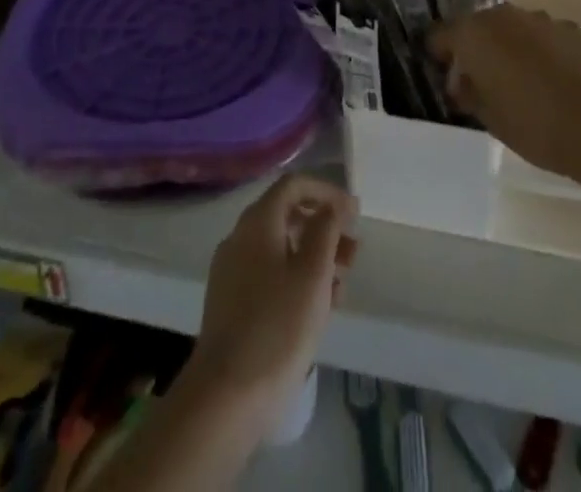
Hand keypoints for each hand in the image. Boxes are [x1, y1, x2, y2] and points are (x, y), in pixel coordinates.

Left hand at [186, 174, 358, 433]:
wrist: (226, 396)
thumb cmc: (278, 326)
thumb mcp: (313, 273)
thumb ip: (326, 229)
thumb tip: (334, 203)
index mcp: (257, 222)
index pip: (294, 185)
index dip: (326, 192)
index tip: (354, 213)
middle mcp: (240, 237)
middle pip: (287, 216)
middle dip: (324, 228)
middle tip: (354, 253)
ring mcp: (232, 270)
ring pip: (280, 248)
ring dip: (313, 257)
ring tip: (341, 286)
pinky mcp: (231, 302)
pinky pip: (269, 274)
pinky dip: (295, 278)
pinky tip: (317, 308)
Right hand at [429, 6, 580, 176]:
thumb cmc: (530, 123)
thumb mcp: (486, 117)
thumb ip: (467, 93)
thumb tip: (461, 83)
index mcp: (473, 34)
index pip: (440, 35)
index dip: (438, 55)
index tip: (444, 76)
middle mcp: (502, 16)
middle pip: (478, 27)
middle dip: (477, 49)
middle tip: (483, 82)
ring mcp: (539, 18)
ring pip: (513, 29)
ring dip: (510, 47)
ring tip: (522, 82)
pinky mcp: (571, 28)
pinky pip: (544, 36)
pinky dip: (542, 51)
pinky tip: (553, 80)